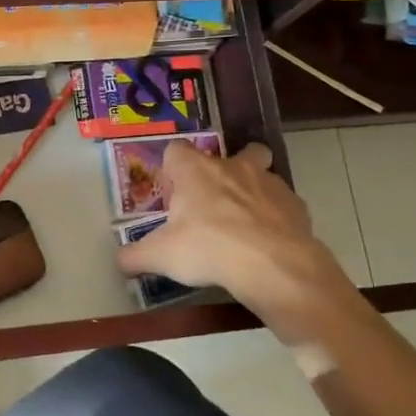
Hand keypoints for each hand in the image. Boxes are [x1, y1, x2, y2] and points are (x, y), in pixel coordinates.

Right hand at [116, 141, 358, 344]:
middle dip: (225, 170)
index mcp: (195, 171)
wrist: (272, 265)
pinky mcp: (296, 204)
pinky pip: (283, 204)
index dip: (172, 168)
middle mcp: (232, 166)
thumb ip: (135, 256)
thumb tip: (119, 261)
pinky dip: (276, 217)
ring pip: (263, 173)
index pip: (175, 150)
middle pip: (231, 152)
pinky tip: (268, 242)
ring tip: (245, 222)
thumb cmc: (207, 249)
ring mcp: (268, 182)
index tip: (172, 191)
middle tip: (214, 202)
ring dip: (253, 190)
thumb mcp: (161, 257)